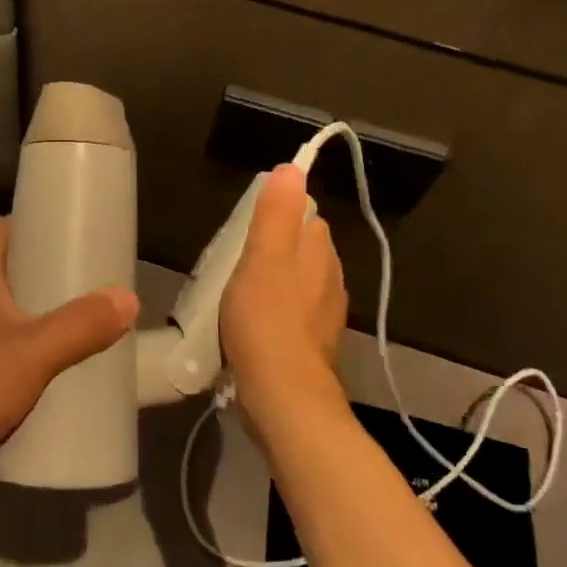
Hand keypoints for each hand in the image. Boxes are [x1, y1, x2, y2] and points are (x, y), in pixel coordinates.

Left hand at [0, 219, 137, 497]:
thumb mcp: (31, 351)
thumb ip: (79, 325)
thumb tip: (128, 297)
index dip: (26, 223)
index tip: (65, 227)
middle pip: (7, 278)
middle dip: (46, 277)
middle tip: (91, 283)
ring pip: (7, 324)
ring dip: (40, 324)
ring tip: (86, 328)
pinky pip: (5, 365)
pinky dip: (31, 365)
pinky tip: (59, 379)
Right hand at [220, 164, 349, 426]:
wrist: (285, 399)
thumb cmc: (267, 321)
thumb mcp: (262, 258)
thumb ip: (276, 213)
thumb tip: (292, 168)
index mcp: (319, 251)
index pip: (304, 215)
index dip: (276, 217)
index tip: (245, 231)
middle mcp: (331, 278)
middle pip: (301, 249)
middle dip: (274, 249)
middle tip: (234, 263)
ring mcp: (327, 315)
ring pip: (299, 283)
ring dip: (275, 283)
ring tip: (238, 296)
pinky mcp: (316, 346)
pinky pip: (295, 315)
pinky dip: (277, 315)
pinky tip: (253, 328)